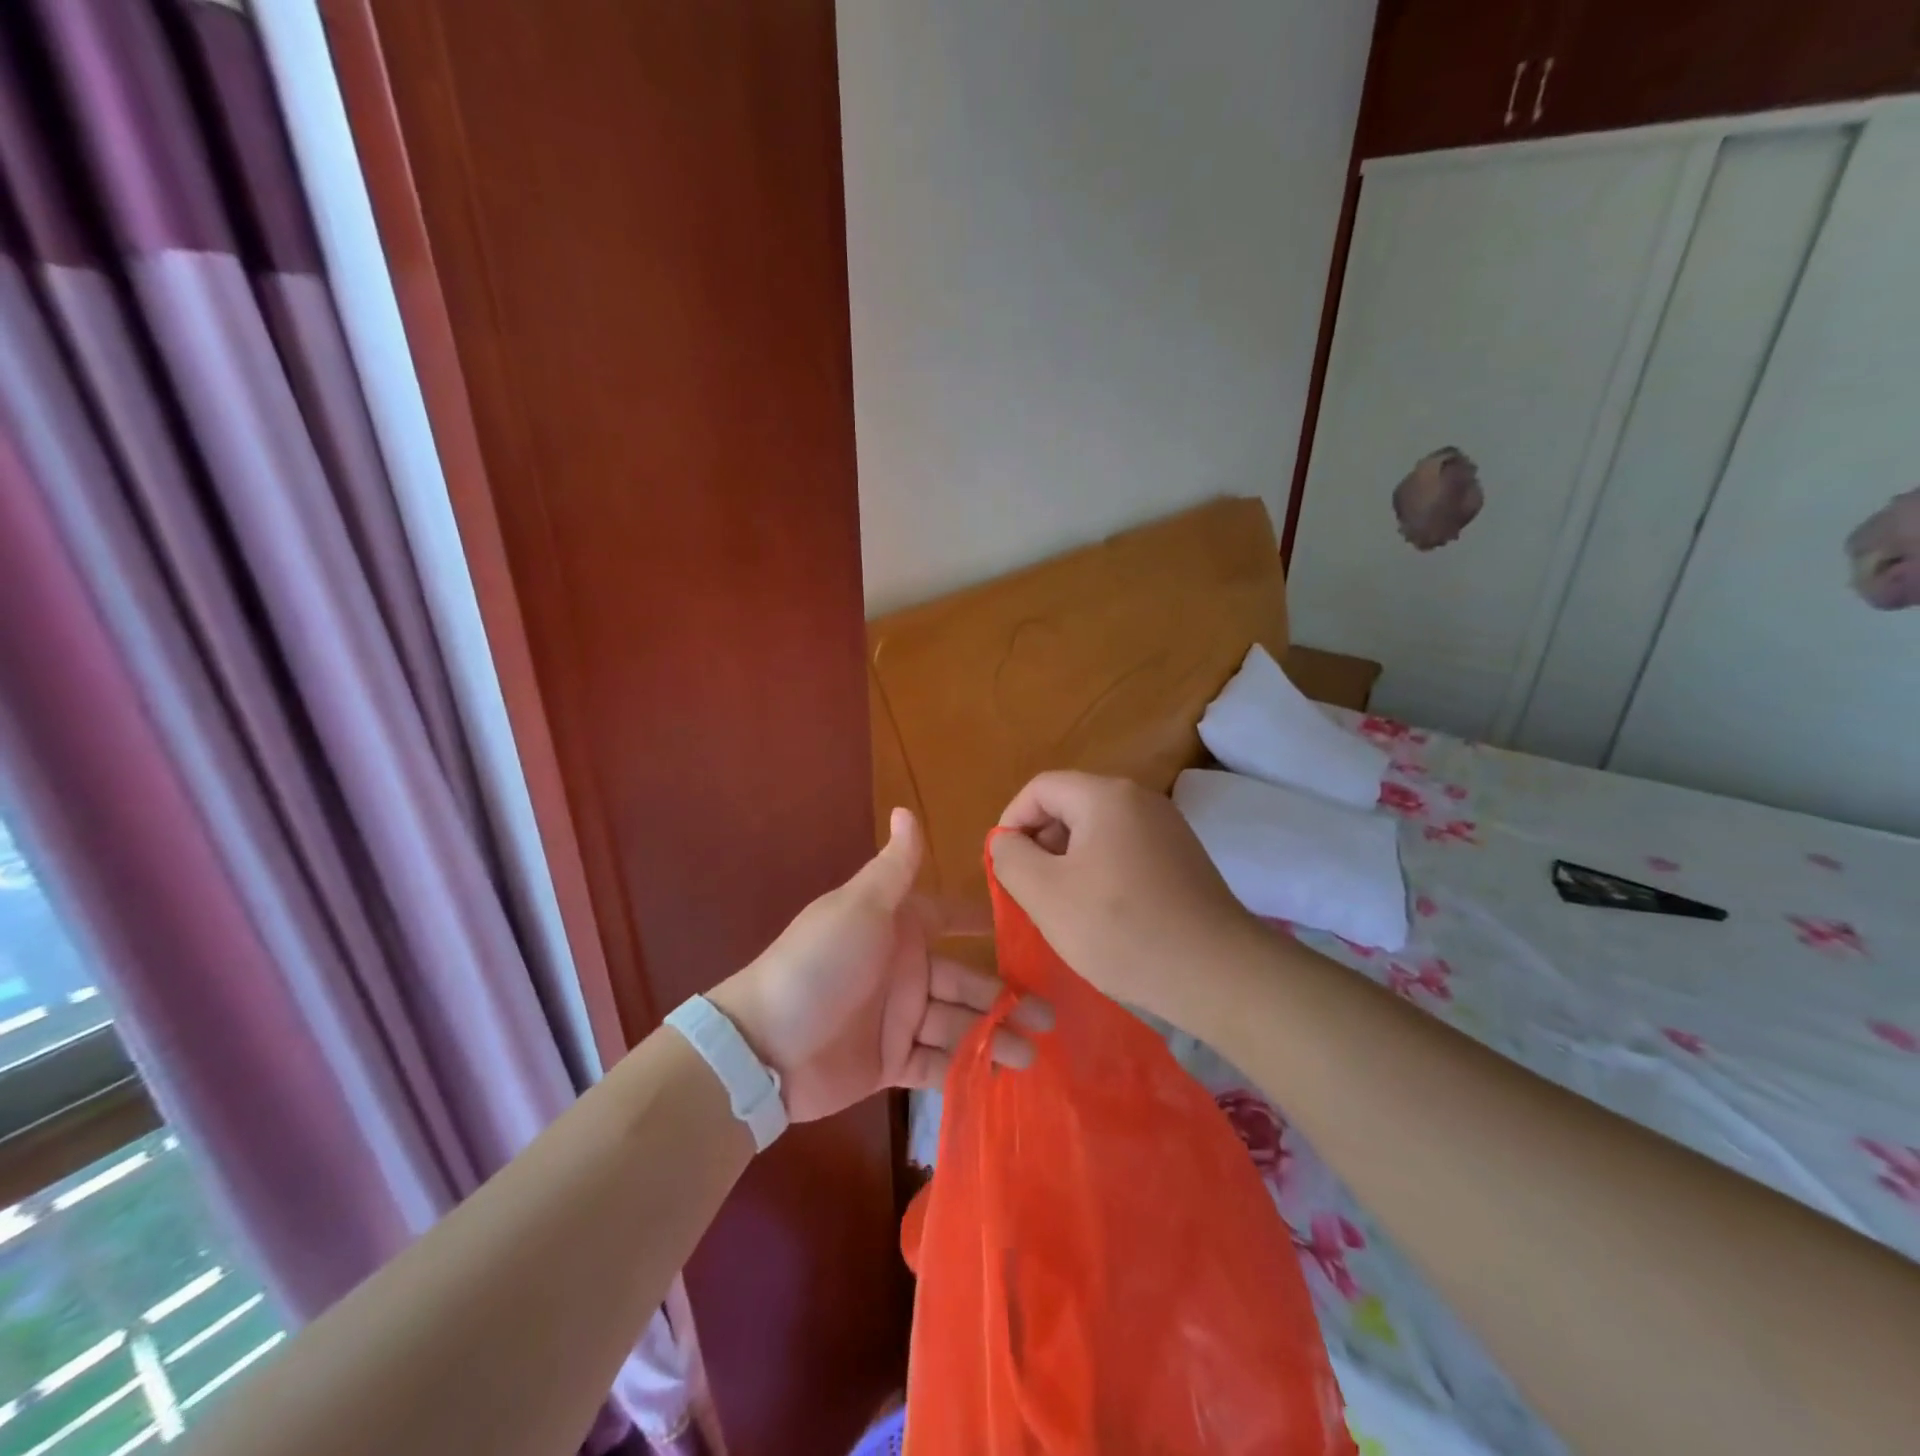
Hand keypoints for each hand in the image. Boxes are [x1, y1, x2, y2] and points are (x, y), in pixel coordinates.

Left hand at [709, 809, 1051, 1123]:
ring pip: (958, 1026)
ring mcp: (899, 1019)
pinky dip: (966, 1070)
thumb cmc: (820, 963)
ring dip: (995, 1037)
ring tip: (1036, 1053)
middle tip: (1053, 1013)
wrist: (766, 1045)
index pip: (950, 918)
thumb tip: (906, 807)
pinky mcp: (891, 1064)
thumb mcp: (860, 907)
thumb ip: (895, 866)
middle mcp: (905, 971)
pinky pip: (937, 1065)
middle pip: (966, 981)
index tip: (1030, 925)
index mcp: (899, 928)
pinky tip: (1002, 1079)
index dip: (983, 921)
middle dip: (1007, 996)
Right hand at [989, 771, 1266, 1030]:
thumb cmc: (1121, 929)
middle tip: (1031, 892)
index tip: (1003, 866)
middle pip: (1070, 806)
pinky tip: (1103, 915)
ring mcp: (1167, 828)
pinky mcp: (1183, 858)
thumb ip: (1010, 858)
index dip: (1011, 822)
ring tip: (1064, 908)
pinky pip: (1125, 851)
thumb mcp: (1045, 894)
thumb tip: (1007, 841)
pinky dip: (1101, 873)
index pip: (1040, 789)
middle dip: (1040, 844)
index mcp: (1105, 796)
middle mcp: (1140, 799)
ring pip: (1097, 831)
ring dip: (1069, 862)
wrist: (1217, 974)